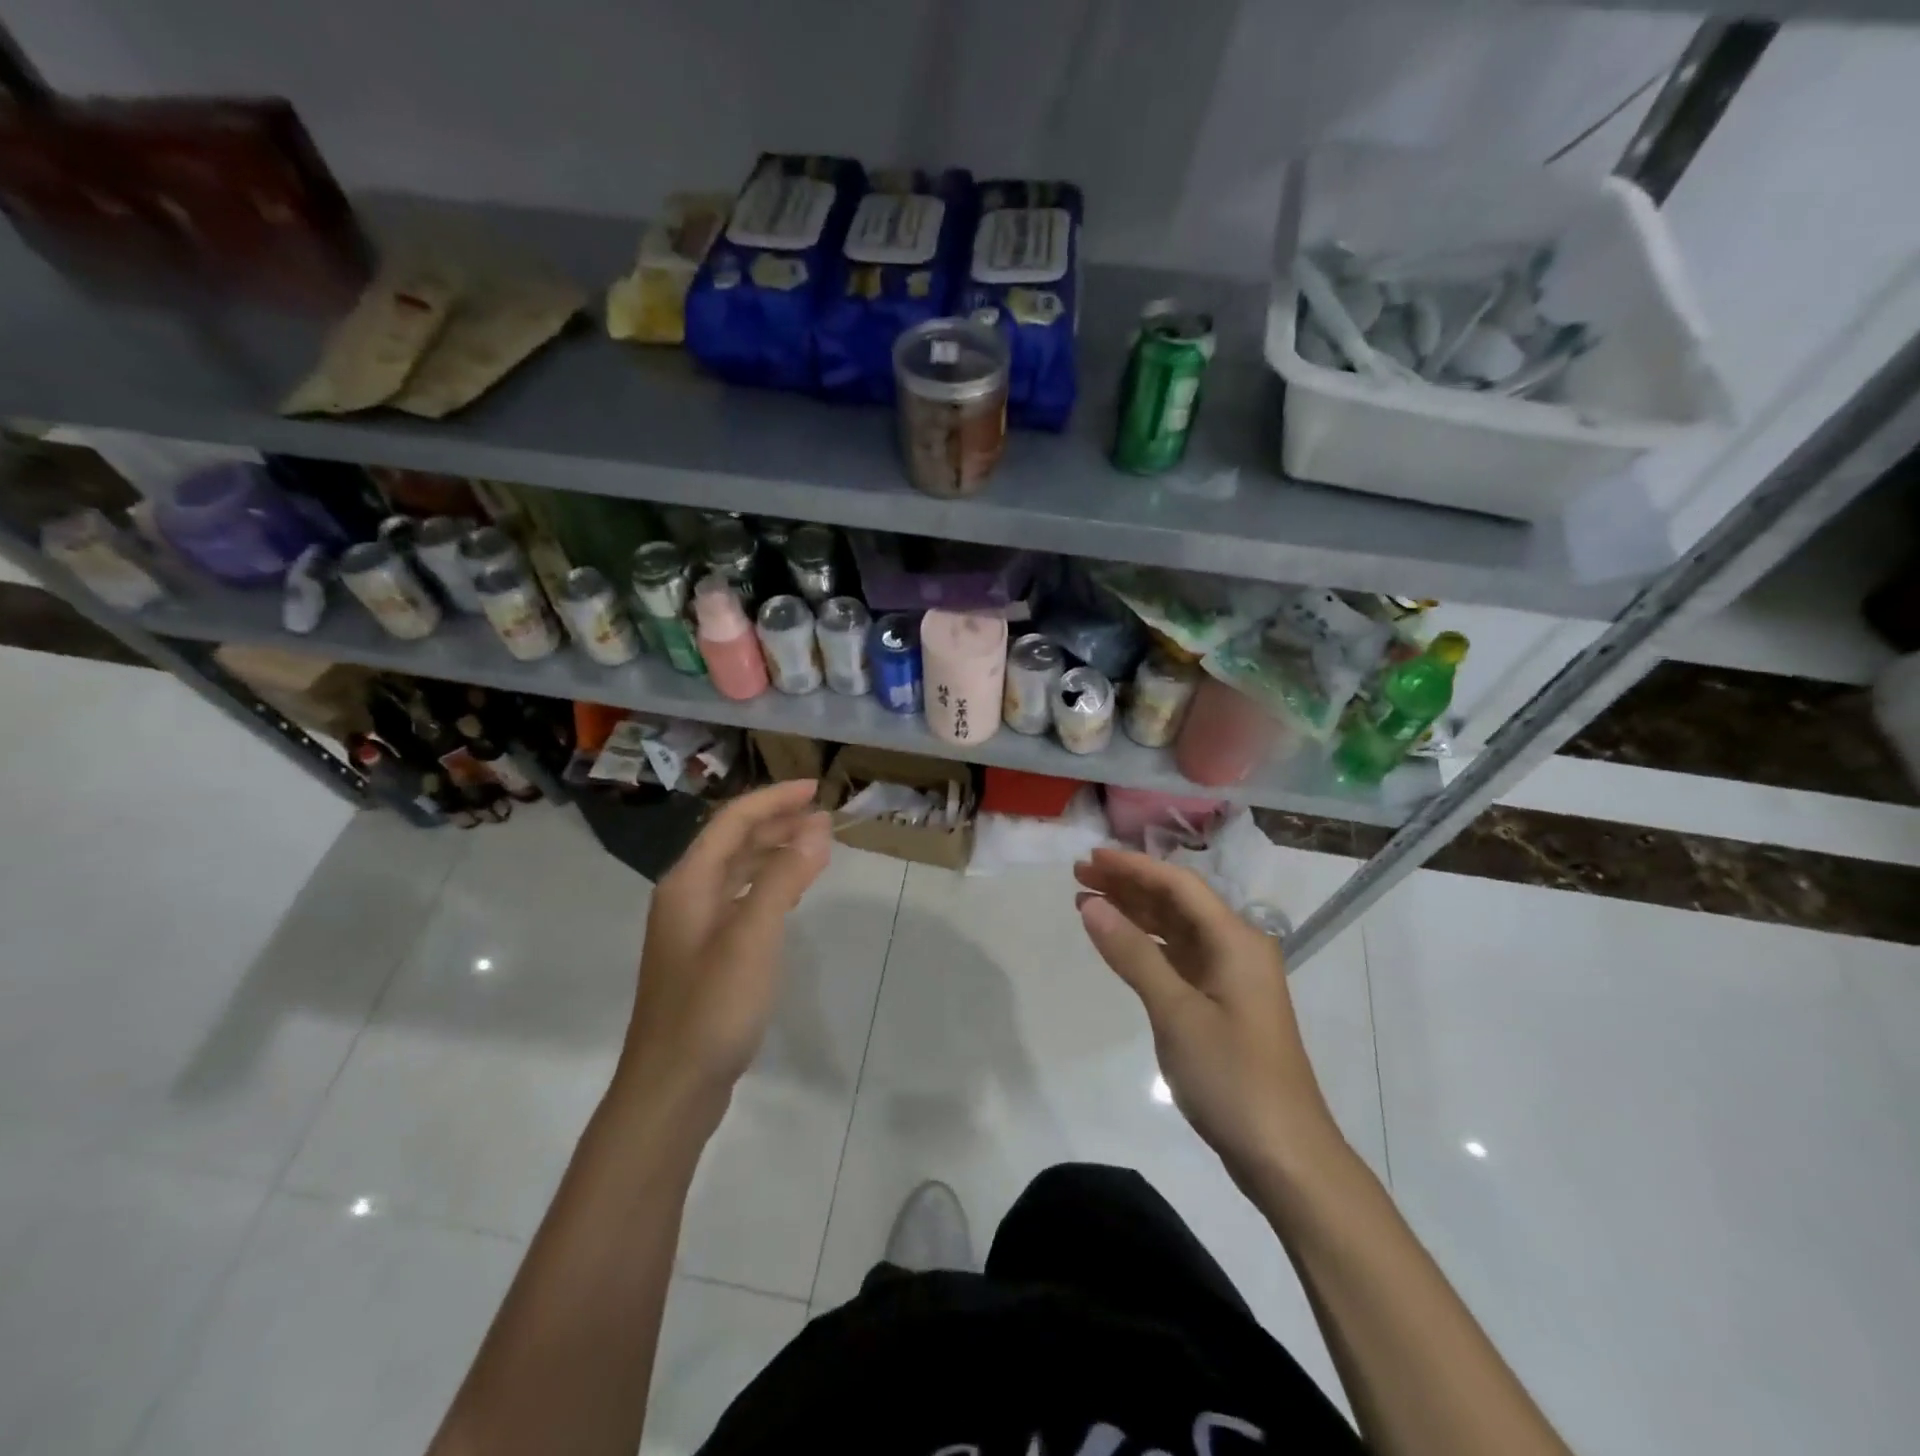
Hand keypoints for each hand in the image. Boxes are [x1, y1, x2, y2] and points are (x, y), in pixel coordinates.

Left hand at [617, 780, 832, 1121]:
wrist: (671, 1087)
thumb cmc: (712, 1006)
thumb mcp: (754, 936)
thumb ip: (784, 877)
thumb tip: (817, 827)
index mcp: (689, 882)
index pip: (733, 820)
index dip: (775, 799)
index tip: (817, 788)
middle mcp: (685, 896)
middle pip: (733, 842)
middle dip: (777, 822)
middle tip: (824, 816)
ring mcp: (692, 927)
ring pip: (736, 872)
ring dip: (774, 852)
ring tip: (816, 846)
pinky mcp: (704, 955)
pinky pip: (740, 900)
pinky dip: (768, 885)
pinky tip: (790, 894)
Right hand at [1074, 847, 1342, 1179]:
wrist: (1285, 1156)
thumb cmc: (1232, 1078)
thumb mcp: (1176, 1012)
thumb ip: (1133, 954)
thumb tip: (1091, 905)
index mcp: (1236, 940)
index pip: (1178, 886)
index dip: (1132, 867)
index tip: (1089, 858)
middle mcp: (1236, 949)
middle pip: (1177, 902)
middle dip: (1129, 885)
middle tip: (1079, 876)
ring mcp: (1229, 978)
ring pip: (1176, 930)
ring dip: (1134, 913)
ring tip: (1087, 901)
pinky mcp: (1221, 1004)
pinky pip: (1178, 958)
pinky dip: (1146, 946)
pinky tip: (1118, 943)